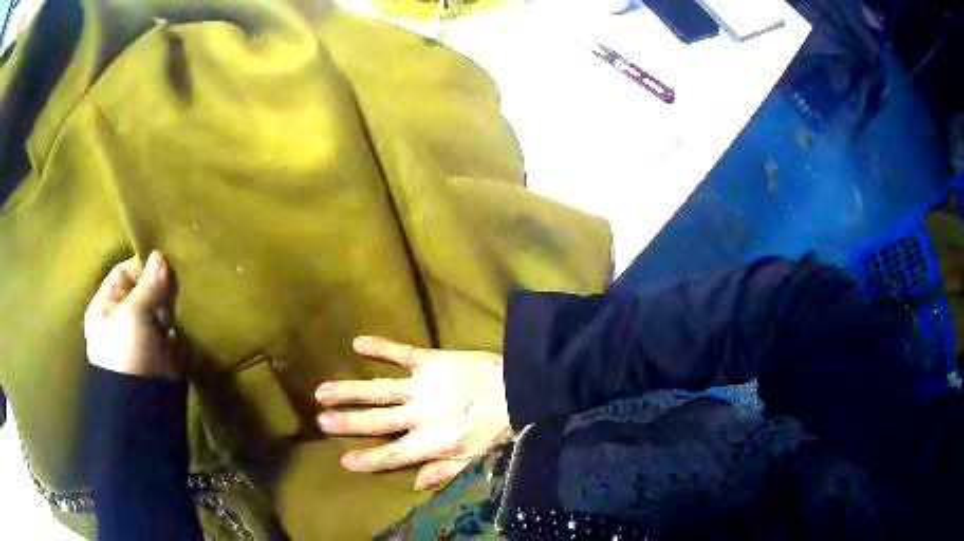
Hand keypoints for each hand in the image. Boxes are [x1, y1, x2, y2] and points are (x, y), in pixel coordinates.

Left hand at [84, 252, 178, 379]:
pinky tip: (189, 316)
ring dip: (172, 304)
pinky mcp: (160, 351)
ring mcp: (142, 335)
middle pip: (144, 289)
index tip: (167, 261)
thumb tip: (160, 256)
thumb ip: (147, 285)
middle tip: (180, 282)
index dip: (144, 265)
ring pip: (159, 308)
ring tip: (187, 299)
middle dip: (162, 285)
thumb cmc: (125, 354)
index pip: (124, 272)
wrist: (140, 407)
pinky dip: (180, 323)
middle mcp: (123, 316)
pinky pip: (171, 328)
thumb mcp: (132, 315)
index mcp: (106, 305)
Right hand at [315, 337, 512, 490]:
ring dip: (350, 391)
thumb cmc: (498, 426)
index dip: (369, 459)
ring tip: (323, 391)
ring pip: (380, 390)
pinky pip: (402, 353)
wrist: (520, 388)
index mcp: (433, 442)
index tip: (343, 460)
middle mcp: (422, 416)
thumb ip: (444, 471)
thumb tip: (415, 484)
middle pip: (378, 422)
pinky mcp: (432, 361)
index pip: (394, 455)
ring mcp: (424, 386)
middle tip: (320, 420)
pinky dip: (381, 347)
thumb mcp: (475, 457)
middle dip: (348, 423)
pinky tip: (358, 342)